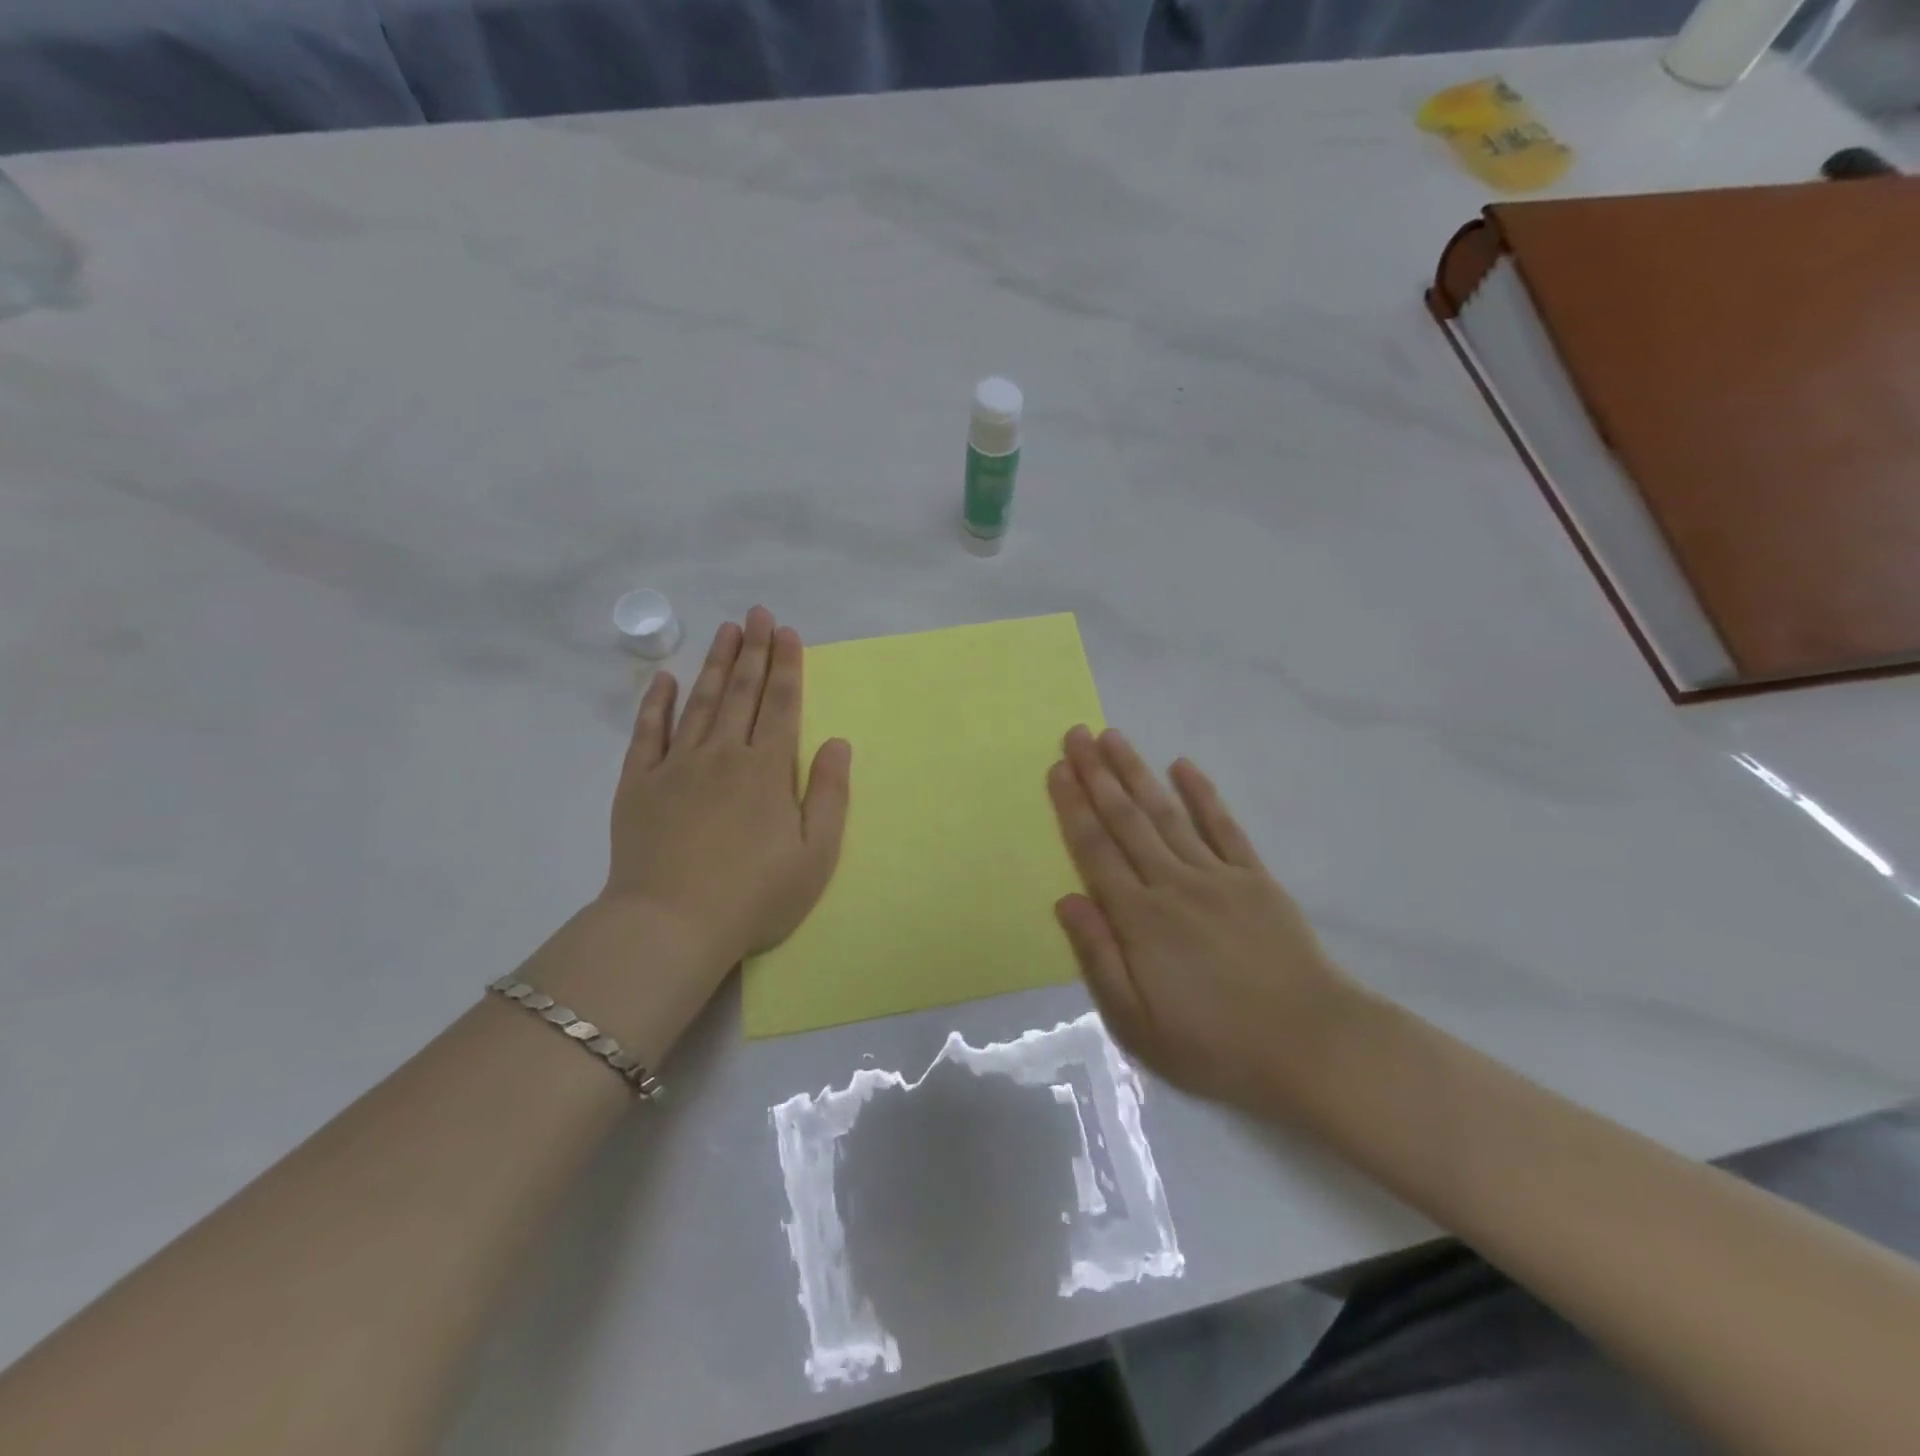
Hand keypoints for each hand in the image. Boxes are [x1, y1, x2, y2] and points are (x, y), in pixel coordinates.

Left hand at [533, 607, 849, 1064]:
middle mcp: (723, 755)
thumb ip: (828, 795)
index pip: (781, 705)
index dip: (787, 666)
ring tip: (724, 630)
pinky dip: (655, 703)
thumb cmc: (754, 896)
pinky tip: (663, 678)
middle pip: (740, 692)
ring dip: (714, 663)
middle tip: (756, 613)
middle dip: (752, 650)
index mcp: (766, 770)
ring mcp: (676, 766)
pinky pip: (646, 733)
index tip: (787, 632)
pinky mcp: (638, 784)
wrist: (671, 926)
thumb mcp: (814, 855)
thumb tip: (837, 743)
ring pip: (699, 702)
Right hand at [1046, 725, 1355, 1116]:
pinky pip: (1224, 826)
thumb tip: (1066, 900)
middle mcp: (1172, 884)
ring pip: (1166, 813)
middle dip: (1097, 775)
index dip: (1073, 806)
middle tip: (1076, 734)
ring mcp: (1217, 875)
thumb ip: (1099, 957)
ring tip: (1113, 737)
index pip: (1095, 849)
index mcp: (1139, 919)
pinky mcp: (1255, 878)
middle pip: (1126, 819)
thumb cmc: (1215, 1045)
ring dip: (1137, 772)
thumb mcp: (1138, 1024)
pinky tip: (1183, 766)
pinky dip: (1202, 794)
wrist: (1312, 1046)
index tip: (1057, 769)